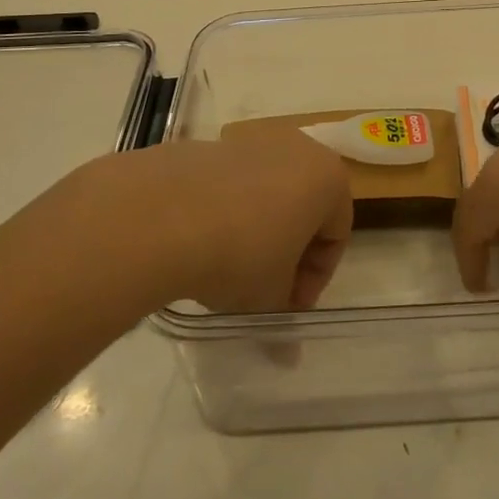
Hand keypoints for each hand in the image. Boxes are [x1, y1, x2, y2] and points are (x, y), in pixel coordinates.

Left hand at [67, 132, 353, 312]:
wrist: (162, 215)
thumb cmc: (241, 254)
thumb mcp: (270, 297)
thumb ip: (283, 316)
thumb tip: (286, 356)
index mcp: (327, 177)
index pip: (336, 233)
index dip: (315, 278)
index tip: (288, 307)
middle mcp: (295, 148)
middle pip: (303, 206)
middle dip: (288, 250)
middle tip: (264, 289)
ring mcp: (249, 142)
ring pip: (265, 193)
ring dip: (256, 230)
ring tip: (227, 270)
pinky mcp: (208, 146)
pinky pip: (229, 186)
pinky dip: (224, 212)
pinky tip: (199, 244)